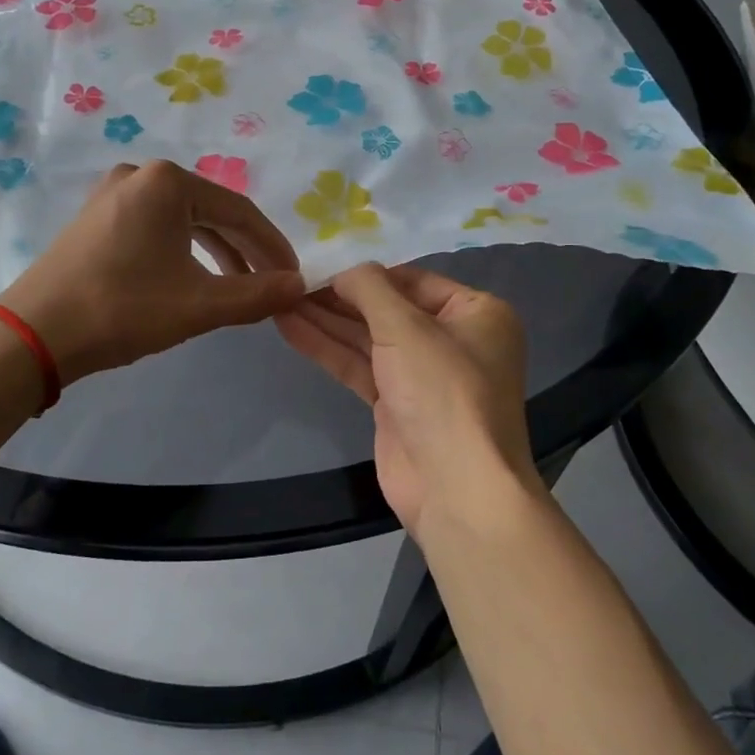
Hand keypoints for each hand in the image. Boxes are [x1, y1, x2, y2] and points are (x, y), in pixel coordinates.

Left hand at [0, 161, 303, 383]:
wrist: (34, 334)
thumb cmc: (123, 309)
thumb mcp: (199, 304)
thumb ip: (256, 294)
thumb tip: (301, 286)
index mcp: (168, 182)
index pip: (240, 211)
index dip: (272, 246)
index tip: (294, 277)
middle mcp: (140, 175)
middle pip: (211, 212)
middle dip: (245, 251)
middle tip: (270, 285)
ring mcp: (112, 194)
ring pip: (183, 222)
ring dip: (216, 254)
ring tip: (237, 287)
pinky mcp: (95, 218)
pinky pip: (155, 229)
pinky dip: (182, 253)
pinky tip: (192, 279)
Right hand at [277, 262, 536, 539]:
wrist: (456, 490)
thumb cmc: (442, 392)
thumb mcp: (406, 327)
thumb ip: (370, 289)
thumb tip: (342, 271)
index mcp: (475, 313)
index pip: (412, 280)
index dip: (365, 274)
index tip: (319, 265)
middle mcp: (452, 339)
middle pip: (387, 309)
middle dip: (339, 297)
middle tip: (291, 281)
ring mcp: (423, 375)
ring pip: (368, 338)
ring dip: (326, 320)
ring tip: (280, 299)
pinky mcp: (396, 405)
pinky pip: (359, 366)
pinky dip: (327, 348)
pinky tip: (290, 327)